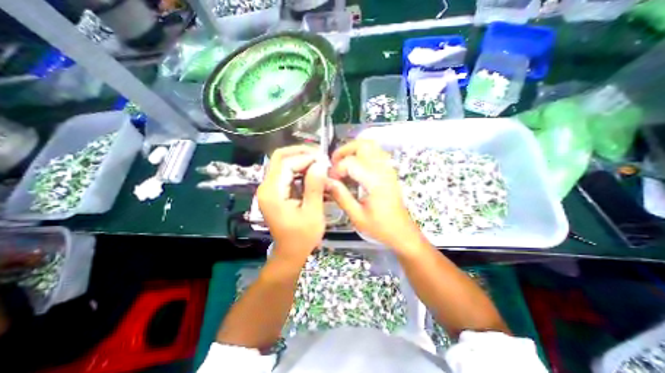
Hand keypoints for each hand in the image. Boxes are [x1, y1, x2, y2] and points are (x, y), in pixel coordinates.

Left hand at [257, 146, 325, 261]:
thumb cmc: (302, 237)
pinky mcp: (276, 192)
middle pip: (280, 159)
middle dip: (301, 154)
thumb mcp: (312, 212)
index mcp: (272, 193)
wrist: (291, 252)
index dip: (305, 157)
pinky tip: (313, 173)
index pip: (286, 163)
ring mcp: (270, 189)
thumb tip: (320, 164)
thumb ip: (315, 187)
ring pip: (284, 164)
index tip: (323, 159)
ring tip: (320, 163)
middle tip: (321, 156)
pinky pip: (287, 173)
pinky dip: (301, 170)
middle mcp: (266, 187)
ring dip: (302, 161)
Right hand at [330, 142, 422, 248]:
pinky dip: (362, 155)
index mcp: (375, 182)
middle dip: (345, 150)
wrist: (402, 232)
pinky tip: (356, 168)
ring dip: (354, 150)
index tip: (330, 180)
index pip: (351, 162)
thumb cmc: (380, 227)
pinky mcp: (389, 172)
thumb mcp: (357, 216)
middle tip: (334, 162)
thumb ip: (341, 196)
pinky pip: (375, 153)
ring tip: (343, 163)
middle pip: (364, 144)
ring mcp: (388, 169)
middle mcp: (383, 170)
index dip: (337, 169)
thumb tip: (327, 181)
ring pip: (371, 146)